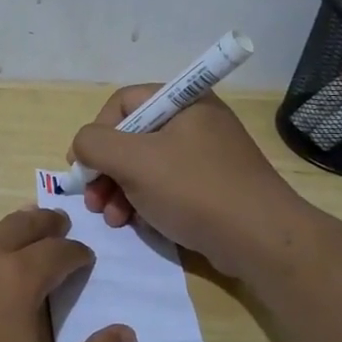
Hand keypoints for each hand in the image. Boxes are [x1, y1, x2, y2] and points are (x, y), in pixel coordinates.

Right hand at [70, 86, 309, 276]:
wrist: (260, 240)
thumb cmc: (194, 190)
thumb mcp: (134, 161)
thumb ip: (95, 144)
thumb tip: (82, 145)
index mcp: (184, 101)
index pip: (123, 102)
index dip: (97, 132)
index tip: (83, 167)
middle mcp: (196, 121)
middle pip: (132, 136)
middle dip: (106, 170)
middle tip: (92, 200)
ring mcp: (205, 155)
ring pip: (146, 165)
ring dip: (119, 190)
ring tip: (112, 219)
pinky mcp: (211, 186)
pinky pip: (166, 185)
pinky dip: (144, 201)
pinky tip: (135, 223)